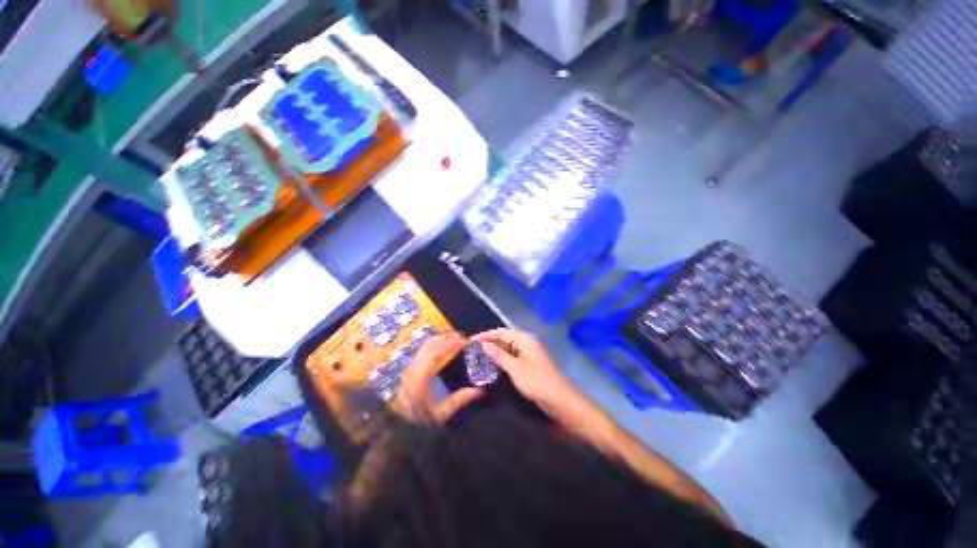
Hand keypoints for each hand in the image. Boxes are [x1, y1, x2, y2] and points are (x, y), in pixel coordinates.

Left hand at [390, 333, 483, 423]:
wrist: (397, 425)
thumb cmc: (419, 419)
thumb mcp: (440, 414)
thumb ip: (459, 400)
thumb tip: (480, 390)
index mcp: (420, 377)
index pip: (436, 352)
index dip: (451, 344)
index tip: (465, 342)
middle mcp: (414, 367)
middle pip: (430, 343)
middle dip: (448, 337)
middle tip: (463, 338)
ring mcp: (410, 365)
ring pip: (426, 344)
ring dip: (441, 338)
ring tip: (456, 340)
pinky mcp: (410, 366)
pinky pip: (423, 348)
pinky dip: (435, 342)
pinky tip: (444, 346)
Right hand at [473, 328, 594, 428]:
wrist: (561, 401)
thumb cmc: (537, 381)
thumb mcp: (515, 368)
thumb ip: (499, 355)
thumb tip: (484, 344)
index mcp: (524, 339)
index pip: (501, 332)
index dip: (486, 335)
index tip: (471, 341)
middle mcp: (527, 343)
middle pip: (505, 338)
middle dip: (490, 343)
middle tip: (473, 350)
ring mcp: (529, 354)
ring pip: (509, 349)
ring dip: (496, 352)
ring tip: (480, 358)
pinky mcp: (530, 365)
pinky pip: (513, 358)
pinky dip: (503, 360)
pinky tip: (494, 367)